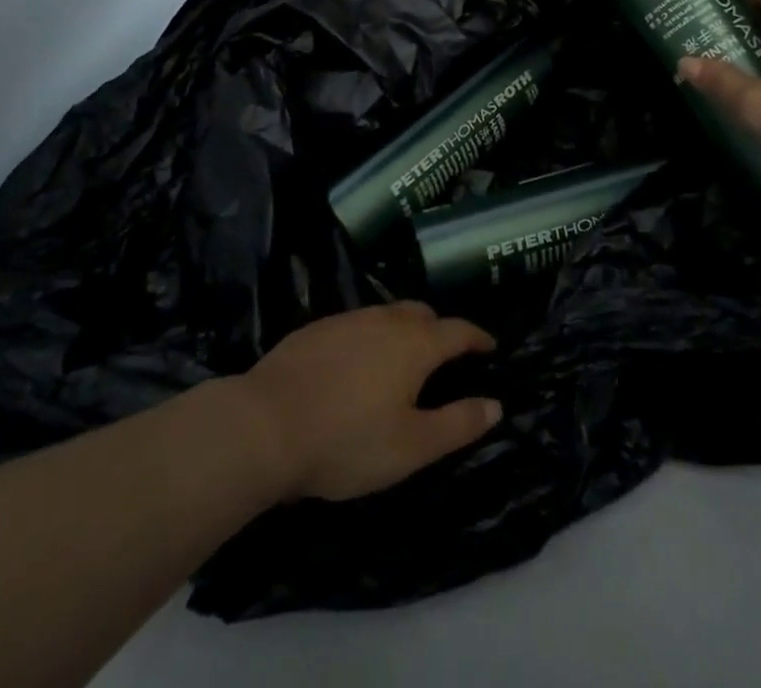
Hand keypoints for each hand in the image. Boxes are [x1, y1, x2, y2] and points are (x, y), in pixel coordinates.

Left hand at [233, 302, 501, 501]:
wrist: (265, 425)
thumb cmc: (347, 441)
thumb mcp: (411, 446)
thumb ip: (457, 424)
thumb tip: (495, 404)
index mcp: (416, 344)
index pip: (458, 330)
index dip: (478, 337)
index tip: (490, 346)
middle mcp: (385, 320)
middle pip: (422, 314)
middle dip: (440, 330)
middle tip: (445, 356)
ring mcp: (348, 320)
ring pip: (387, 315)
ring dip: (403, 330)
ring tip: (402, 359)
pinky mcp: (316, 328)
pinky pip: (357, 324)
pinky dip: (370, 337)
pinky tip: (356, 364)